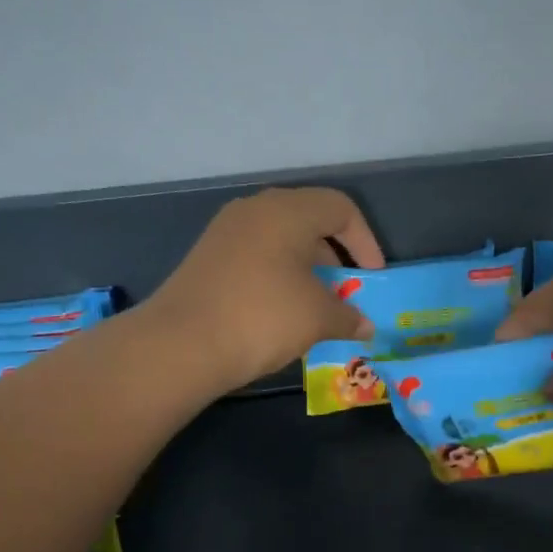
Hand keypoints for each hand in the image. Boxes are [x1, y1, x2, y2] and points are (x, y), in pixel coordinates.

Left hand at [148, 187, 384, 390]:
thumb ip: (348, 316)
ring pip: (280, 238)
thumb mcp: (317, 318)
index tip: (371, 277)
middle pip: (309, 219)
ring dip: (306, 267)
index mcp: (288, 211)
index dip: (365, 241)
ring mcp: (226, 232)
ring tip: (316, 303)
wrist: (181, 343)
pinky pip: (256, 255)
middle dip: (335, 254)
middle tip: (345, 289)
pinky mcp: (208, 256)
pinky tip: (280, 309)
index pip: (341, 208)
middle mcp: (256, 210)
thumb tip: (365, 326)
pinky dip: (278, 274)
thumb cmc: (262, 317)